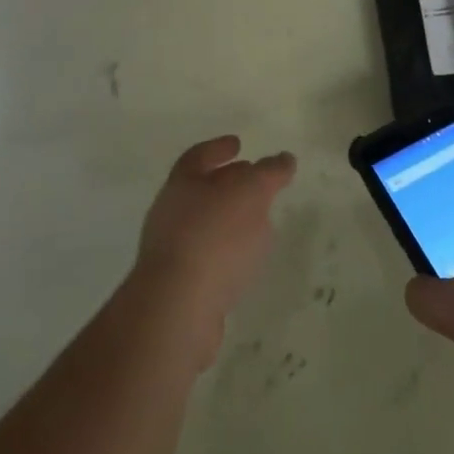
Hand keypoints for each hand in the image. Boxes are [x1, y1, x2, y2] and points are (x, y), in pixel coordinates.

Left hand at [132, 135, 296, 369]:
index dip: (218, 148)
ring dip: (229, 220)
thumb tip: (284, 159)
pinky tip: (245, 261)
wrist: (178, 309)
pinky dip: (226, 252)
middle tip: (254, 180)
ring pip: (204, 226)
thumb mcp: (251, 193)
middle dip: (227, 183)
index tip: (238, 144)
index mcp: (181, 184)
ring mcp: (170, 253)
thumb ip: (269, 173)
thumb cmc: (214, 237)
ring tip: (259, 223)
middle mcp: (169, 214)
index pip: (198, 156)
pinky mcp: (178, 288)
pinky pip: (206, 259)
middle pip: (200, 190)